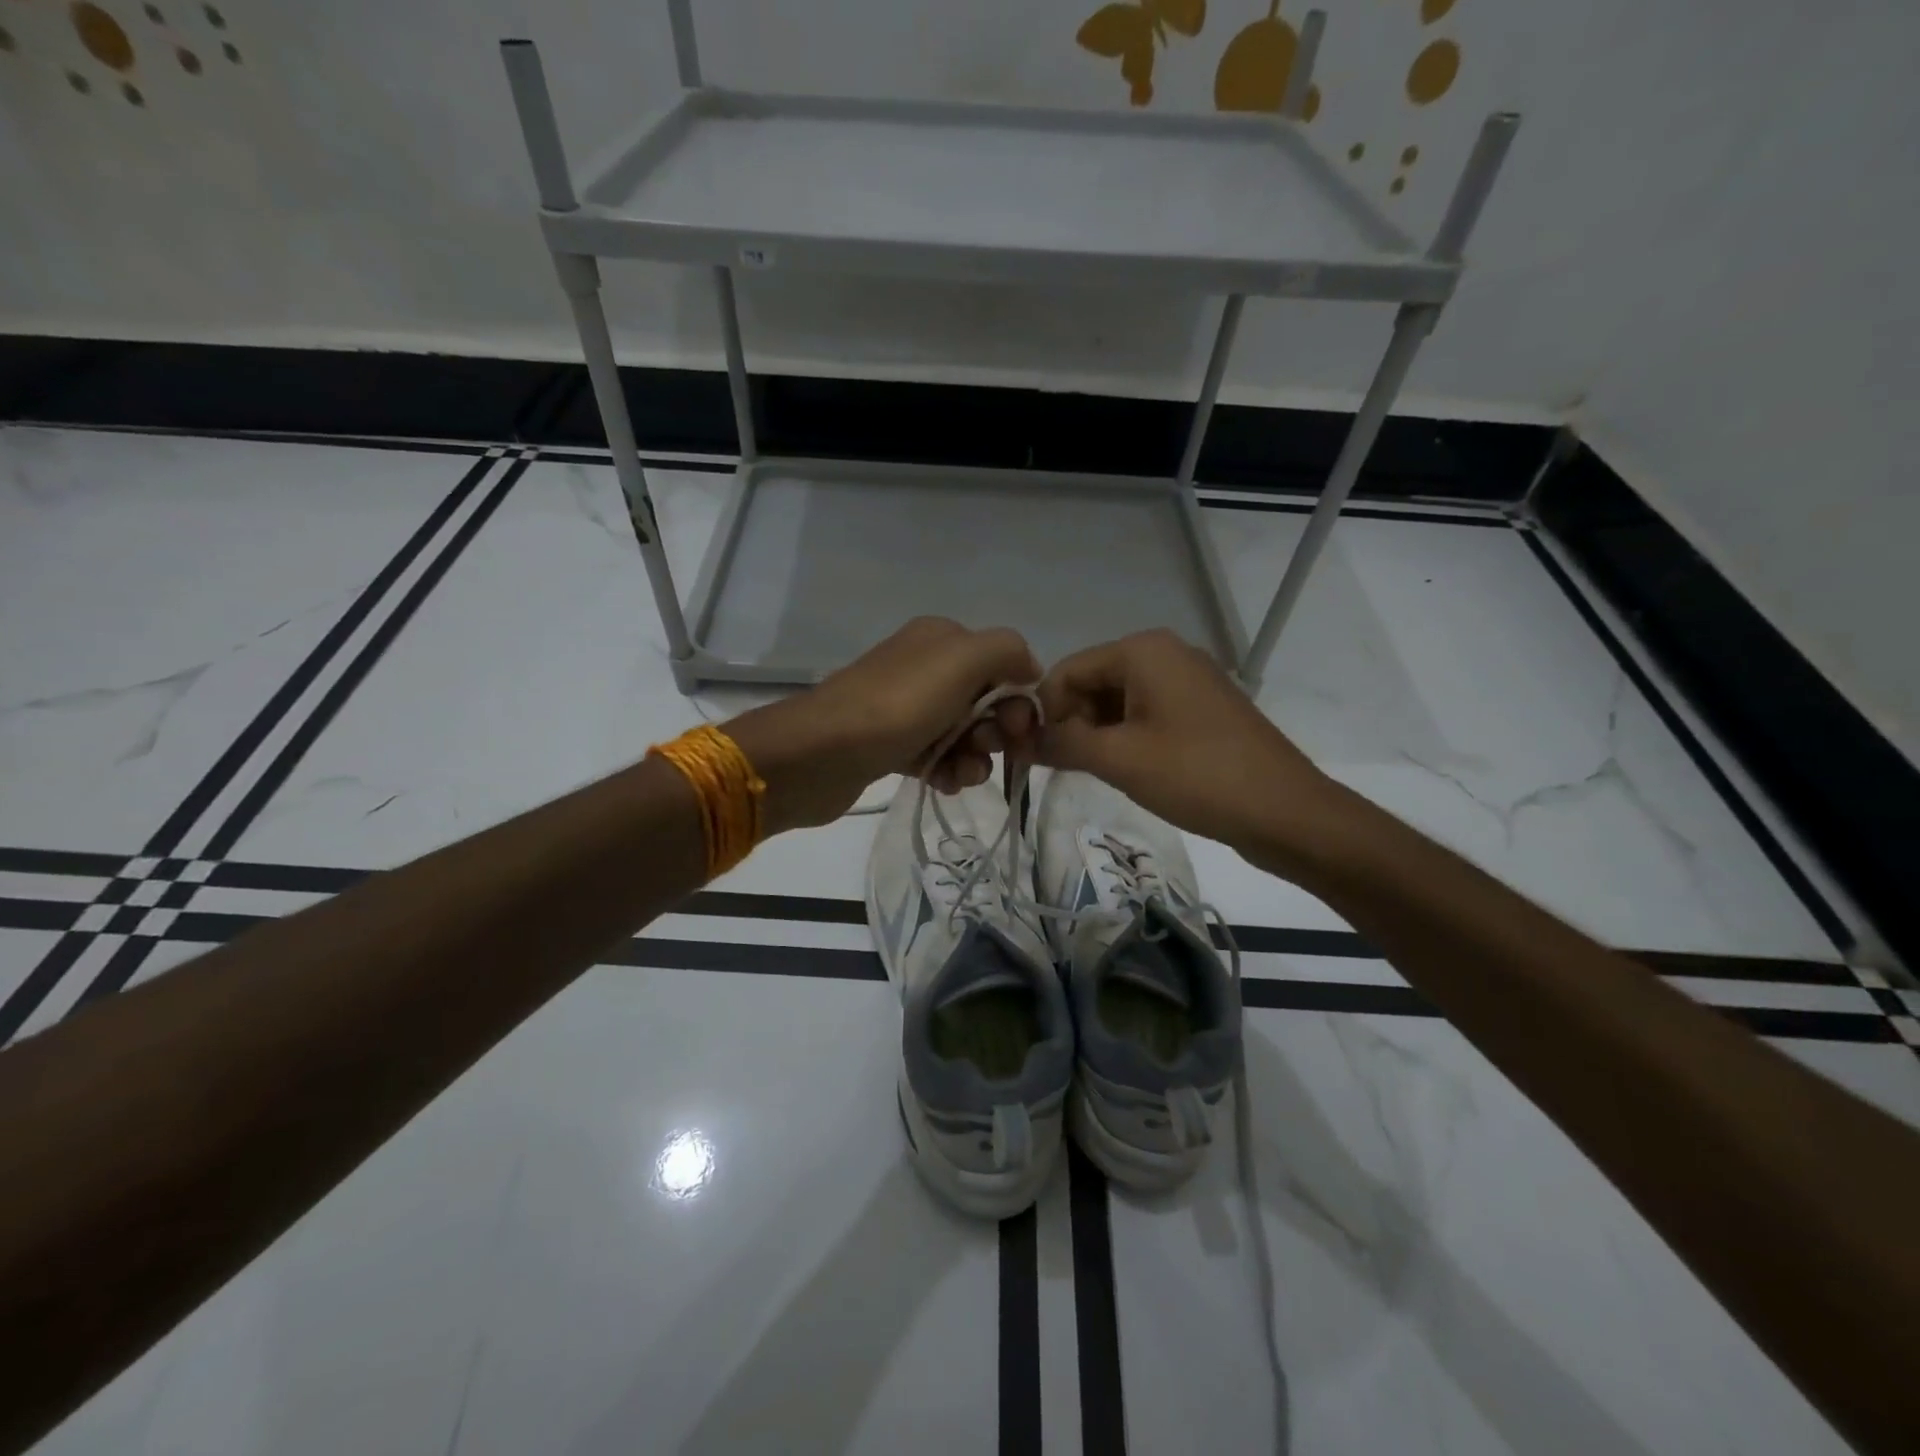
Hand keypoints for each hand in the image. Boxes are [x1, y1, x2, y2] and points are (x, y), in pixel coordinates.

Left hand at [727, 617, 1041, 830]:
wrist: (821, 753)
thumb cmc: (899, 705)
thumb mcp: (963, 659)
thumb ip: (1007, 650)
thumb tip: (1029, 670)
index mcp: (942, 638)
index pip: (1002, 664)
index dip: (1018, 698)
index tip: (1019, 731)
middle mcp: (924, 666)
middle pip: (985, 701)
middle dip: (996, 731)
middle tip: (987, 751)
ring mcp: (904, 707)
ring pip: (962, 734)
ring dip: (974, 758)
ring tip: (962, 776)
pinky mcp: (890, 745)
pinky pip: (935, 757)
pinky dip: (946, 771)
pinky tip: (942, 784)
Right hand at [1037, 629, 1345, 864]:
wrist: (1286, 811)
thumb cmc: (1196, 776)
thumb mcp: (1118, 759)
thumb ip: (1061, 743)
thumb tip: (1019, 741)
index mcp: (1143, 650)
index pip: (1066, 670)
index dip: (1043, 711)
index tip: (1032, 755)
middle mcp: (1165, 653)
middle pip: (1092, 682)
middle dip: (1072, 723)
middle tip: (1064, 769)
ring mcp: (1188, 680)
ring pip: (1118, 701)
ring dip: (1098, 734)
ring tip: (1096, 773)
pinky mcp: (1202, 709)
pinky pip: (1147, 714)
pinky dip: (1126, 738)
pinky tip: (1127, 770)